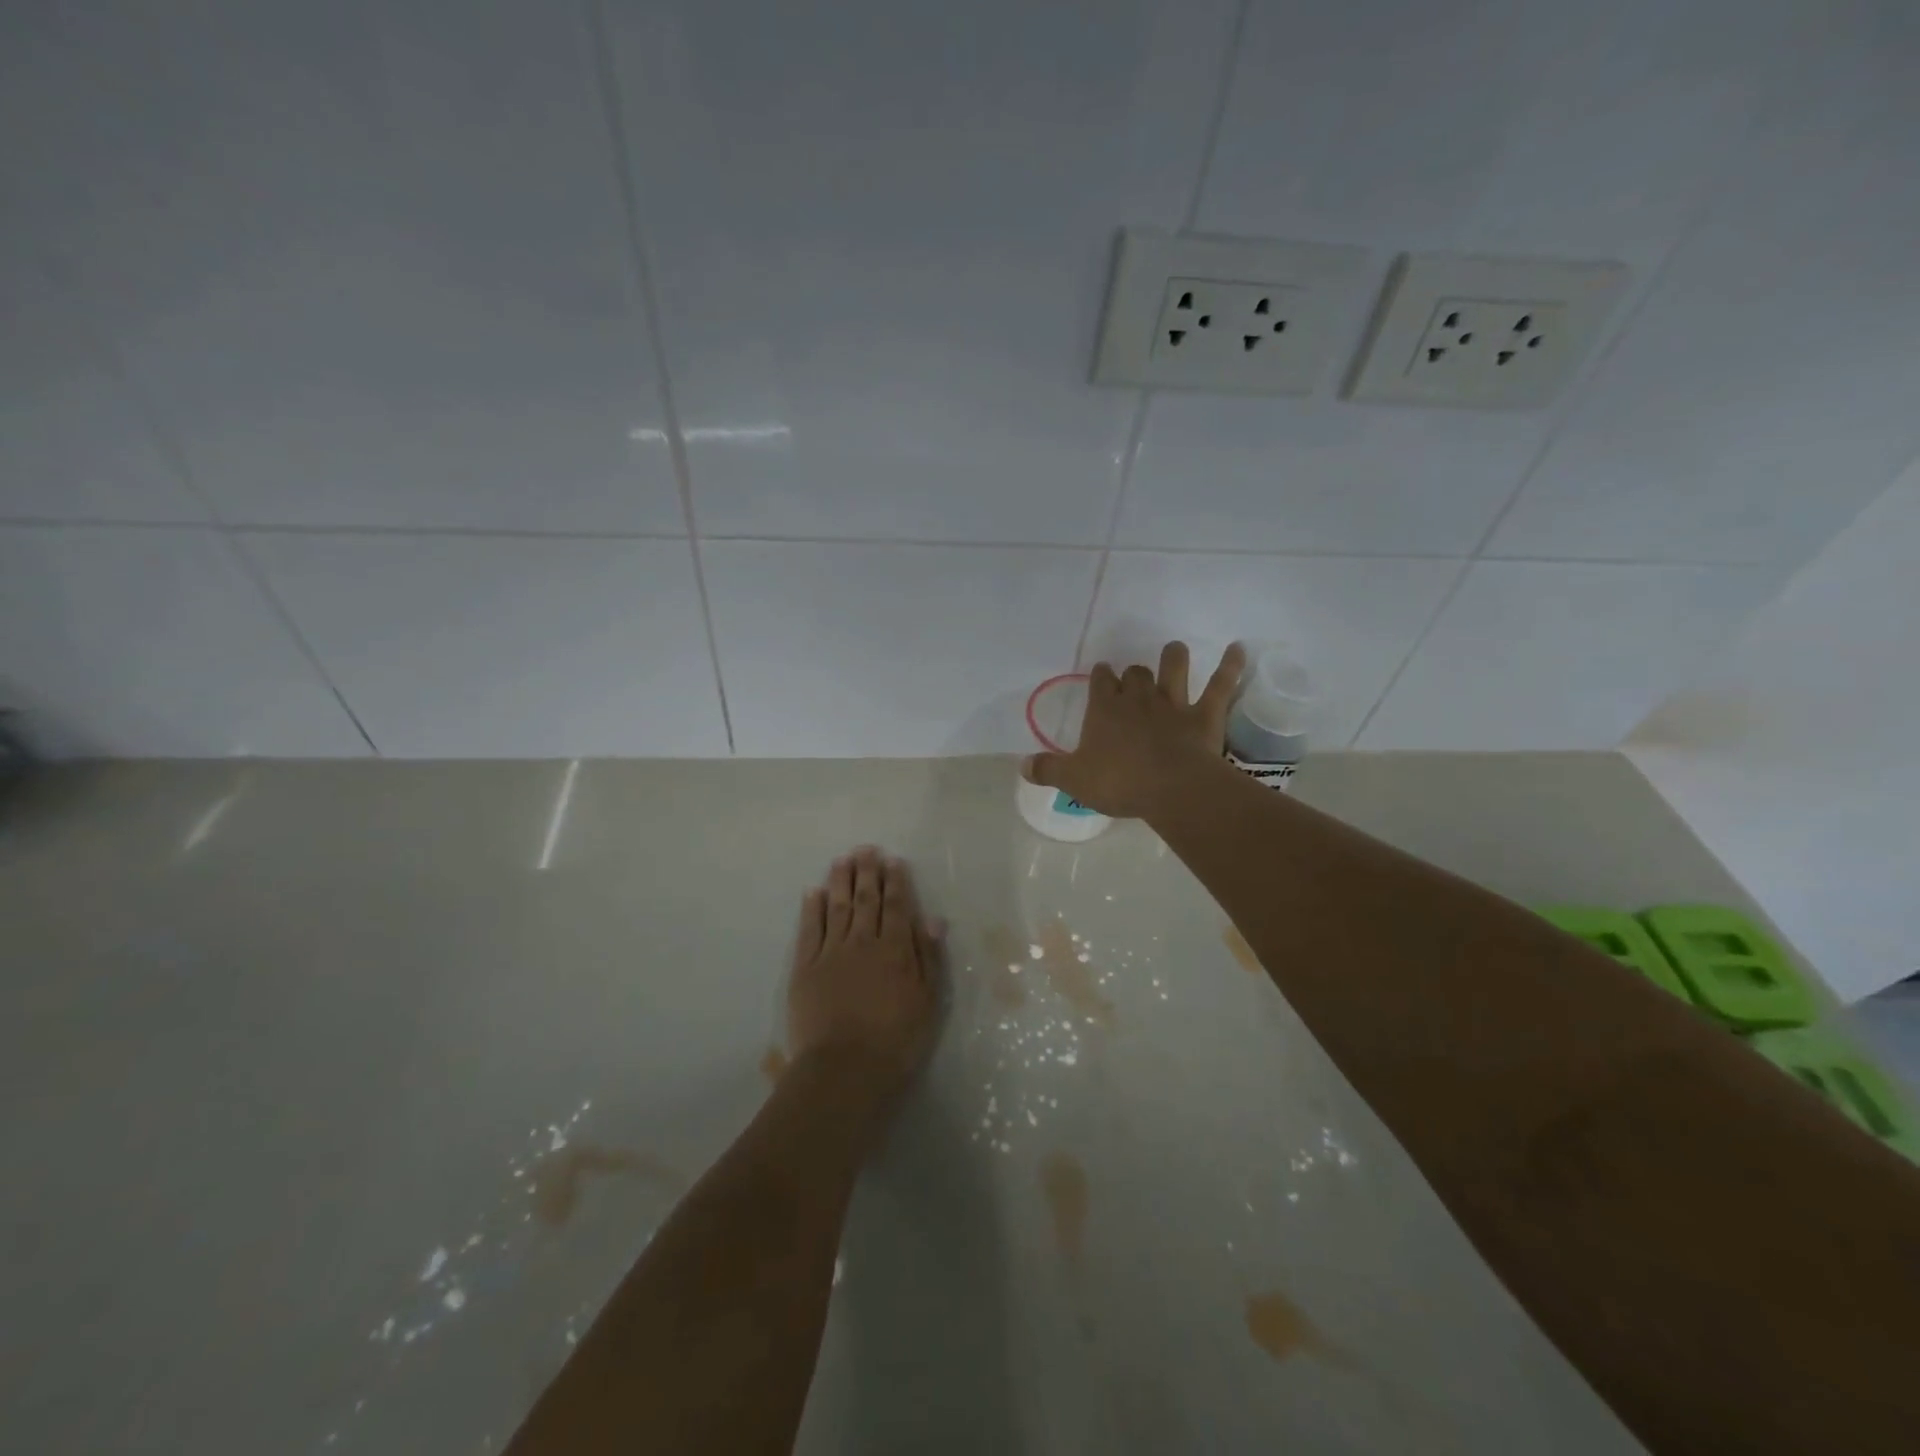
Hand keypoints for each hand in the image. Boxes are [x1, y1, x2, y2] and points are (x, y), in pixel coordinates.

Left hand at [787, 847, 944, 1097]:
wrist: (845, 1069)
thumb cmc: (896, 1040)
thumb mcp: (928, 1001)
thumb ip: (929, 957)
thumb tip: (932, 918)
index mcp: (896, 949)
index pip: (897, 906)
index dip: (896, 882)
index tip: (893, 861)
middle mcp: (863, 942)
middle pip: (866, 900)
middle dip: (867, 872)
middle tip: (866, 849)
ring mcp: (831, 953)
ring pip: (837, 907)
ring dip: (840, 881)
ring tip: (842, 859)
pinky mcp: (805, 968)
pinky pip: (809, 930)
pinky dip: (812, 909)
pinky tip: (814, 892)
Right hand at [1023, 641, 1246, 818]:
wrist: (1170, 788)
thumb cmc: (1118, 782)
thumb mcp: (1073, 780)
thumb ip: (1047, 770)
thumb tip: (1022, 765)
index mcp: (1104, 709)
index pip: (1100, 681)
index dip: (1100, 677)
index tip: (1101, 676)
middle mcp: (1138, 698)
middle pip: (1134, 673)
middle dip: (1133, 672)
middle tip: (1133, 678)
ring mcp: (1173, 703)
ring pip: (1174, 667)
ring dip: (1174, 657)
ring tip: (1174, 651)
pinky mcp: (1205, 714)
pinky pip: (1221, 683)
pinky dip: (1231, 665)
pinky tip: (1238, 648)